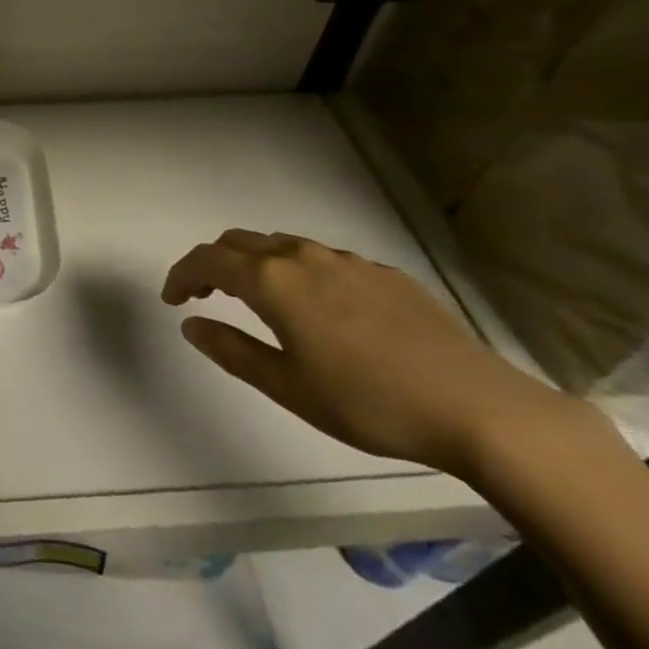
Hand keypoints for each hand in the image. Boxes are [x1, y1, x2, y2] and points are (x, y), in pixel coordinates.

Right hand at [162, 230, 585, 475]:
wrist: (476, 406)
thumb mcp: (288, 387)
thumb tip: (191, 323)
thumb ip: (232, 350)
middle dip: (215, 262)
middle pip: (240, 241)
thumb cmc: (368, 401)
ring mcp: (345, 259)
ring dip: (256, 263)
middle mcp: (302, 256)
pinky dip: (298, 271)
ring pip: (282, 245)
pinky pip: (322, 259)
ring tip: (259, 300)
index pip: (208, 259)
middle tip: (207, 295)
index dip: (182, 274)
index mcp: (273, 280)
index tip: (172, 299)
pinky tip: (320, 310)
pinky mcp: (382, 272)